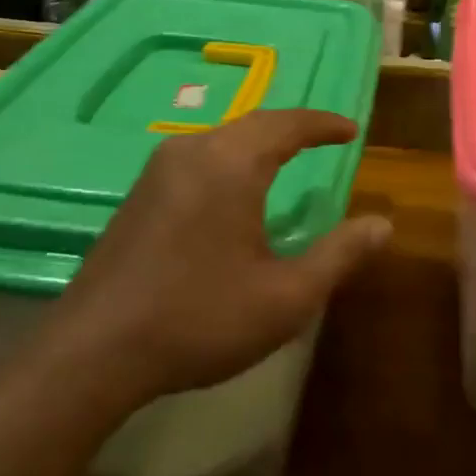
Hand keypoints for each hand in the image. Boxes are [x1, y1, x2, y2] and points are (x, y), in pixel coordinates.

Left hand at [55, 109, 391, 400]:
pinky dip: (232, 157)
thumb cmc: (199, 319)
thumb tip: (382, 224)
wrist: (92, 352)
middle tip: (325, 139)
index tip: (351, 130)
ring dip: (260, 140)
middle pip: (254, 123)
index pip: (288, 124)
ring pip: (223, 137)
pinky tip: (235, 186)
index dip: (323, 125)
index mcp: (232, 164)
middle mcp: (194, 151)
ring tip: (287, 156)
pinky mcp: (138, 193)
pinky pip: (198, 156)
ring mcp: (158, 170)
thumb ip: (339, 255)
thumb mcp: (286, 297)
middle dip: (293, 127)